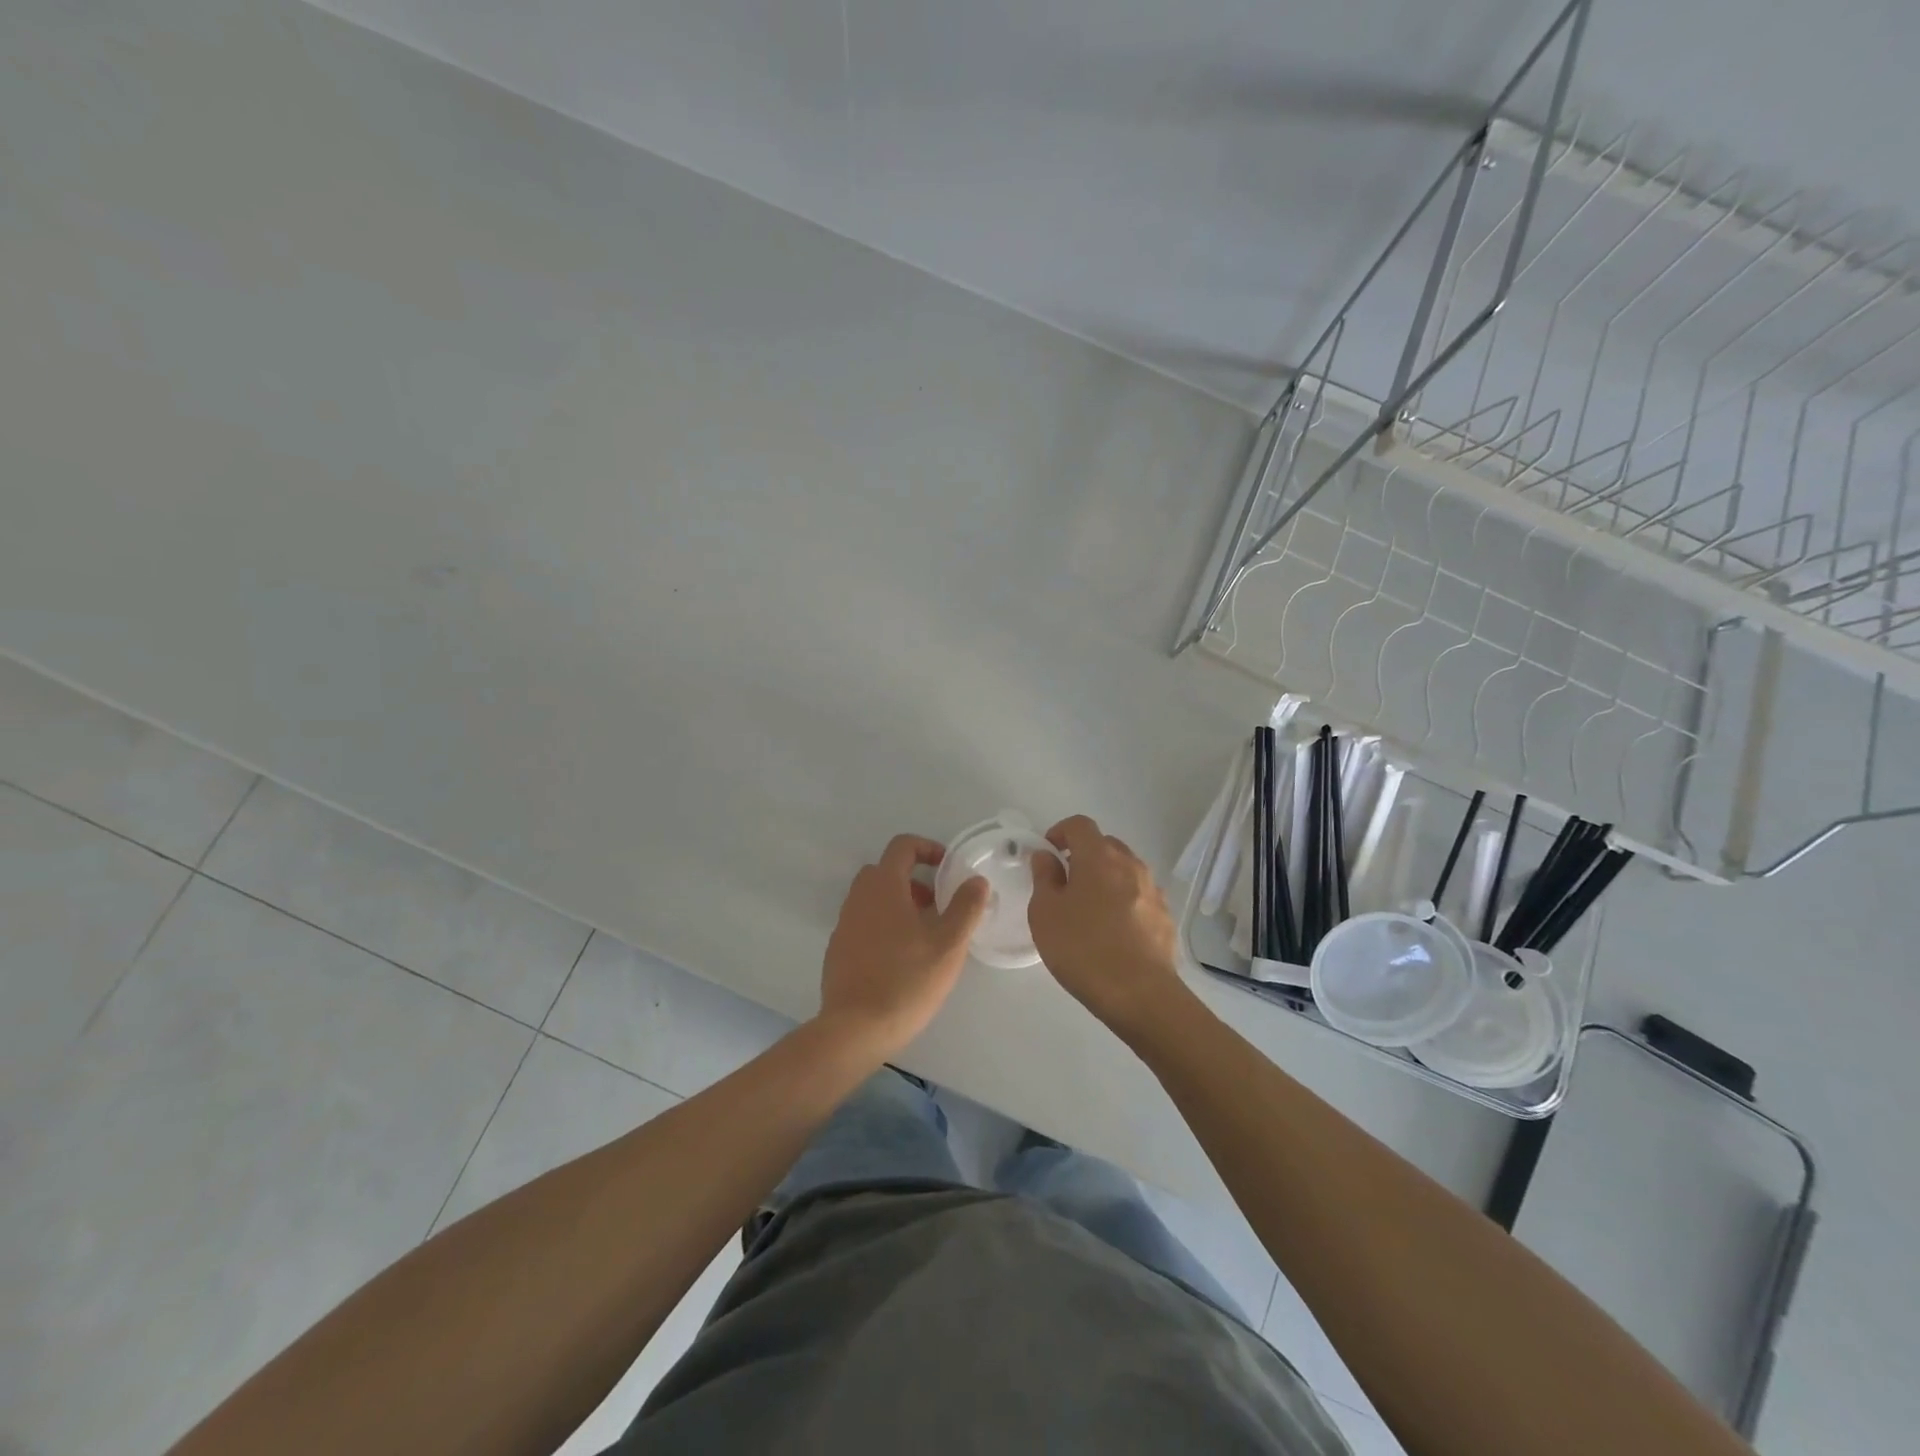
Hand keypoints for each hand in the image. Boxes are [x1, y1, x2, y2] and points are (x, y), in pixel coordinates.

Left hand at [817, 834, 989, 1059]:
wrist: (855, 1029)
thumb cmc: (907, 980)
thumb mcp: (949, 944)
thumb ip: (966, 907)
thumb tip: (976, 880)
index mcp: (883, 886)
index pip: (902, 846)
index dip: (928, 848)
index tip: (948, 868)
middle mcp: (859, 898)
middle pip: (885, 871)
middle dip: (914, 879)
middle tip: (937, 905)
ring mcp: (844, 924)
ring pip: (873, 898)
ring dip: (899, 904)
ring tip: (924, 935)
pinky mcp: (838, 950)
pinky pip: (863, 923)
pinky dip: (883, 926)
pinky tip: (901, 959)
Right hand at [1029, 815, 1187, 1036]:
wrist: (1140, 994)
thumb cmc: (1083, 948)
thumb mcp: (1045, 912)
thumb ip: (1044, 877)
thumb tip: (1046, 856)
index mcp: (1099, 857)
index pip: (1080, 825)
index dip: (1060, 831)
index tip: (1048, 852)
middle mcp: (1130, 864)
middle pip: (1105, 845)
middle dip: (1084, 855)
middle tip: (1065, 882)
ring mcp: (1153, 890)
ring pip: (1125, 870)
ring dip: (1106, 879)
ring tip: (1089, 910)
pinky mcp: (1165, 916)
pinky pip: (1139, 896)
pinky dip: (1124, 901)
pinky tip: (1113, 932)